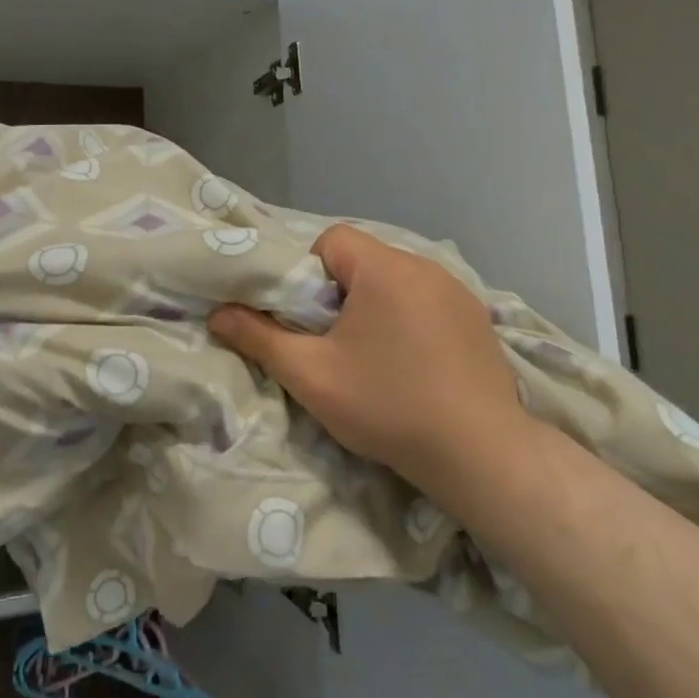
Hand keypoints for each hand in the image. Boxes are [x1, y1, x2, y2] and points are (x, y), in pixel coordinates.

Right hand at [210, 225, 531, 498]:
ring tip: (374, 357)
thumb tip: (217, 314)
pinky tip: (414, 365)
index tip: (309, 320)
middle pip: (363, 260)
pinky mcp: (478, 319)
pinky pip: (427, 301)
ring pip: (395, 281)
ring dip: (376, 307)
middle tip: (334, 343)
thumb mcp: (311, 375)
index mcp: (384, 268)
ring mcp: (458, 292)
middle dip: (339, 294)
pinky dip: (409, 320)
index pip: (331, 240)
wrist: (481, 456)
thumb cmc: (387, 406)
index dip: (308, 274)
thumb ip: (258, 337)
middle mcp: (424, 267)